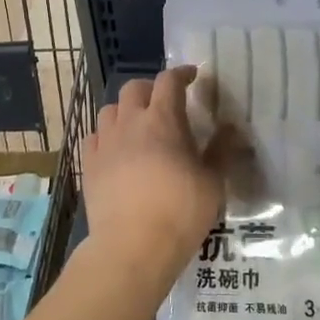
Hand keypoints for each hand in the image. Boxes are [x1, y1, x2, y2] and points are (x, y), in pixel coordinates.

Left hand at [81, 69, 222, 301]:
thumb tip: (231, 128)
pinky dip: (105, 136)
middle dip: (150, 89)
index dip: (181, 74)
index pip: (169, 81)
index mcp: (163, 119)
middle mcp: (130, 122)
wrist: (133, 246)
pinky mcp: (88, 165)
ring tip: (137, 126)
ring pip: (109, 110)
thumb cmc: (180, 211)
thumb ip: (220, 150)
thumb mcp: (213, 182)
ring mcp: (105, 143)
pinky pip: (93, 137)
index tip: (192, 76)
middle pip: (134, 88)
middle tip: (164, 103)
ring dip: (124, 111)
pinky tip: (114, 150)